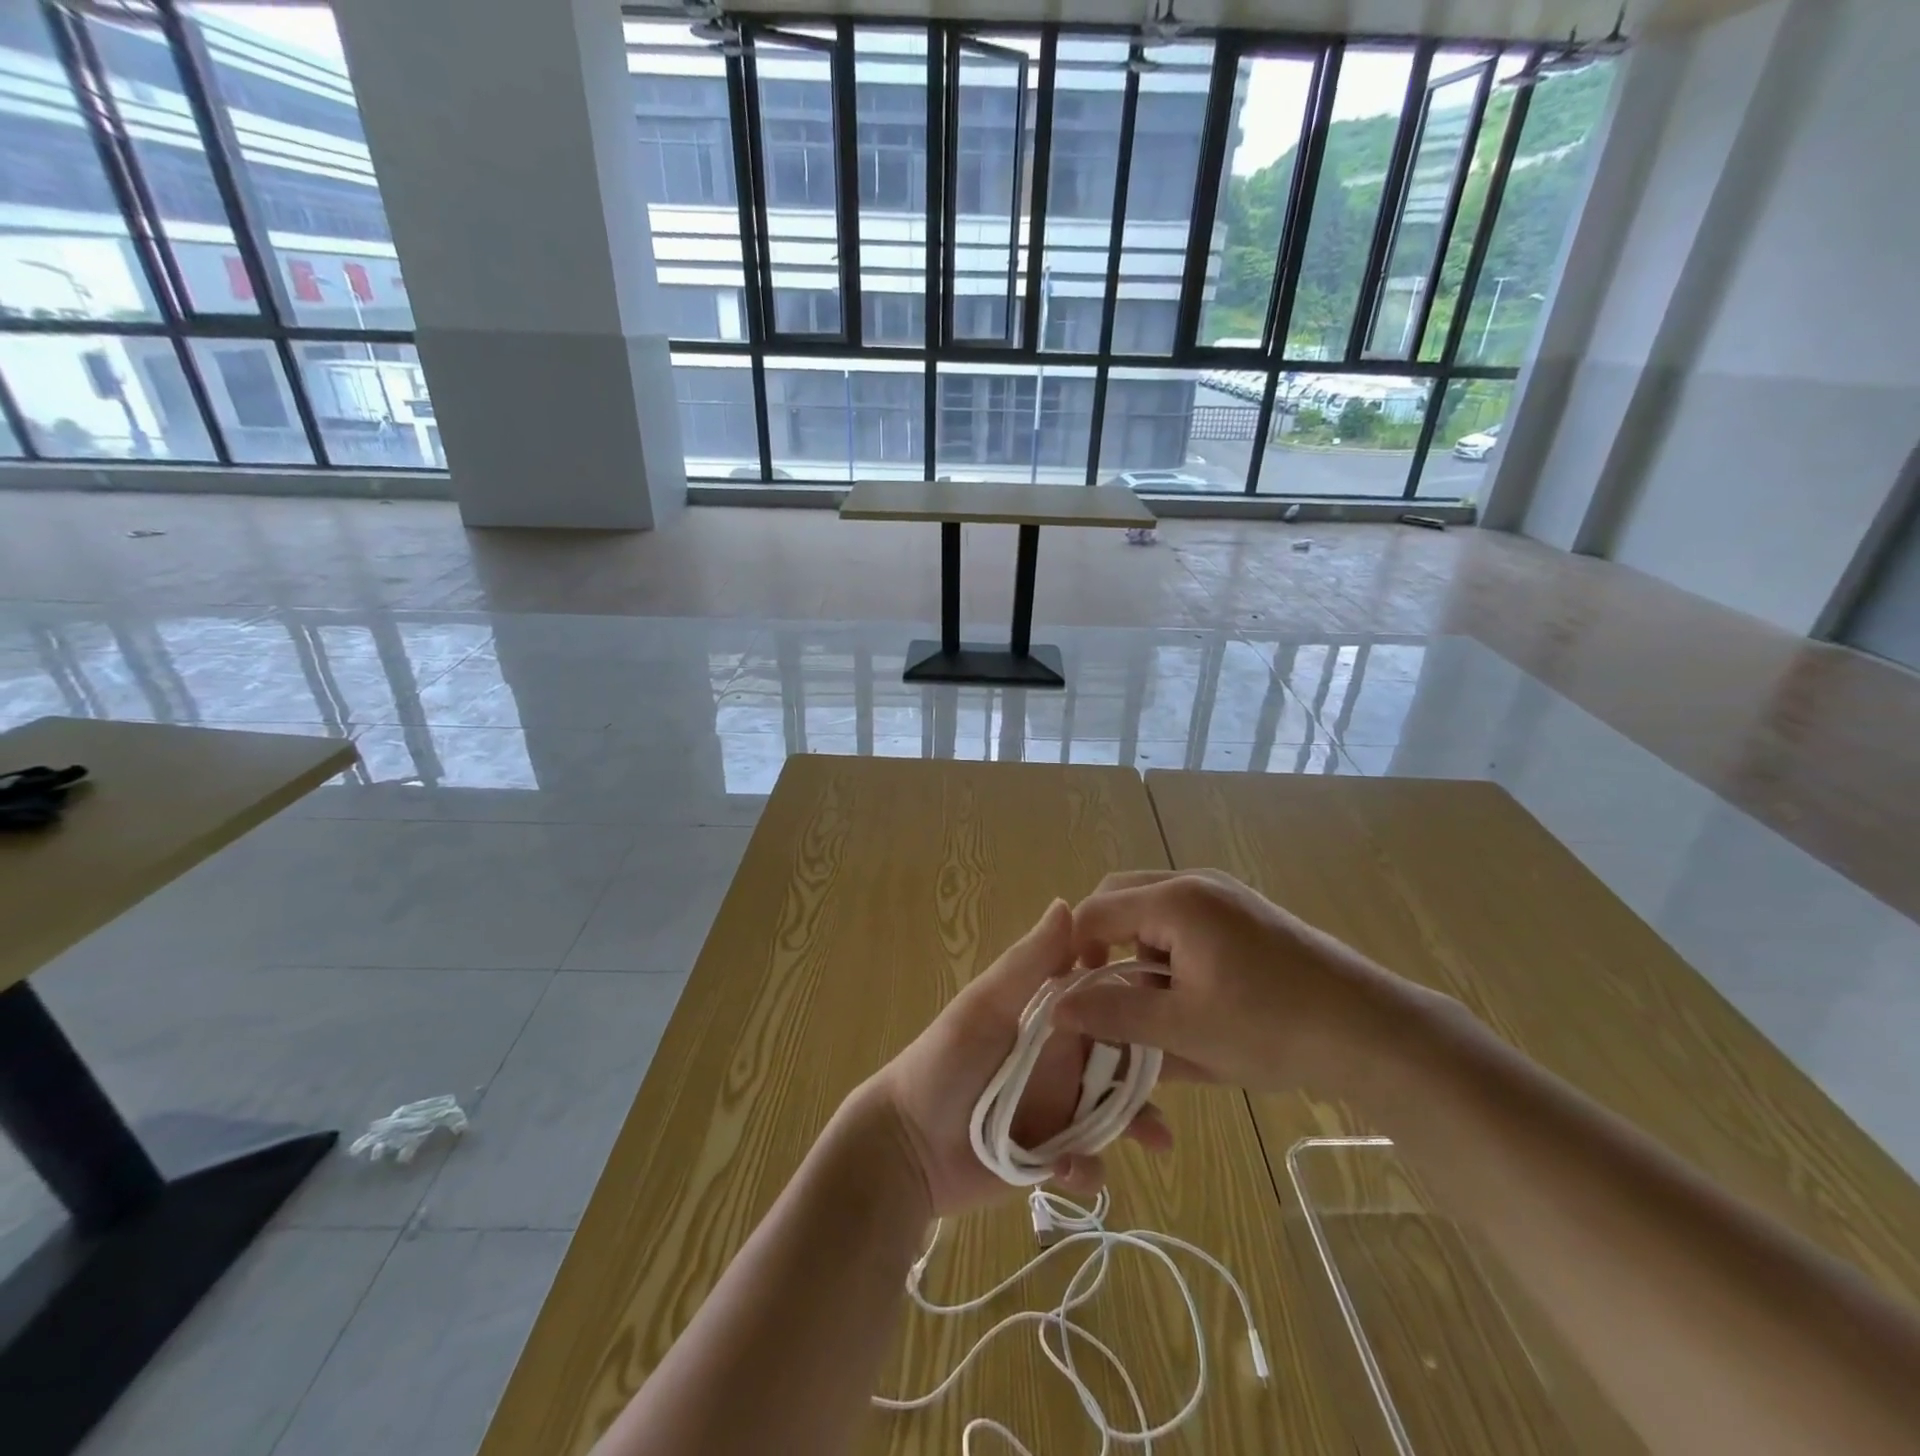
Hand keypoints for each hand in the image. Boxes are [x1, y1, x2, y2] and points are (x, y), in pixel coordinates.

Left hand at [860, 899, 1172, 1219]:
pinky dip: (1088, 1168)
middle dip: (1149, 1068)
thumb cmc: (944, 1063)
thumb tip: (1067, 904)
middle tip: (1185, 1074)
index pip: (1101, 997)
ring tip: (1155, 1137)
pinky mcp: (1052, 1156)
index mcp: (1047, 1017)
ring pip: (1115, 1111)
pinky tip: (1066, 1170)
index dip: (1133, 993)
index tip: (1169, 993)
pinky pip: (1088, 1162)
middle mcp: (1060, 1058)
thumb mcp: (984, 1007)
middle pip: (1120, 1057)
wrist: (906, 1147)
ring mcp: (1059, 1108)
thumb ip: (1028, 963)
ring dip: (1136, 1121)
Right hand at [1058, 870, 1428, 1099]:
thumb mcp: (1185, 1030)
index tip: (1077, 1000)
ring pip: (1154, 907)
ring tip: (1158, 1001)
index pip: (1094, 912)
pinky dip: (1171, 947)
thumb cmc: (1273, 1029)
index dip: (1074, 953)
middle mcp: (1196, 882)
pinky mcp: (1247, 910)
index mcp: (1175, 901)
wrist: (1375, 1032)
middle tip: (1109, 994)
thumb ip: (1114, 1014)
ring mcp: (1225, 892)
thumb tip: (1056, 1006)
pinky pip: (1186, 916)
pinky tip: (1195, 992)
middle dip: (1104, 943)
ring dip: (1139, 946)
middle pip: (1121, 897)